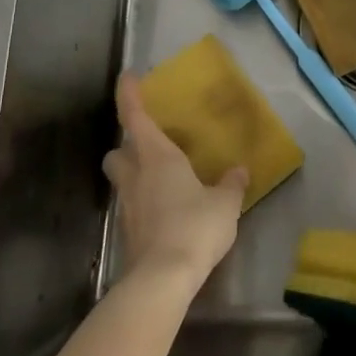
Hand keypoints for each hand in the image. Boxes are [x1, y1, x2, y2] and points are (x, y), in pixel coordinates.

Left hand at [104, 73, 247, 284]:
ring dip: (135, 175)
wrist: (163, 279)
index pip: (135, 117)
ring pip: (122, 180)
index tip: (127, 76)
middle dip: (126, 146)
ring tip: (162, 179)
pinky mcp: (129, 233)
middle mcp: (136, 176)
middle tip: (148, 146)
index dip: (129, 95)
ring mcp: (128, 206)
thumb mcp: (225, 203)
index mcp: (157, 157)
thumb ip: (231, 184)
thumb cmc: (195, 227)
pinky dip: (145, 202)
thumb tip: (239, 171)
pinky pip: (133, 206)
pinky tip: (167, 211)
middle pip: (116, 152)